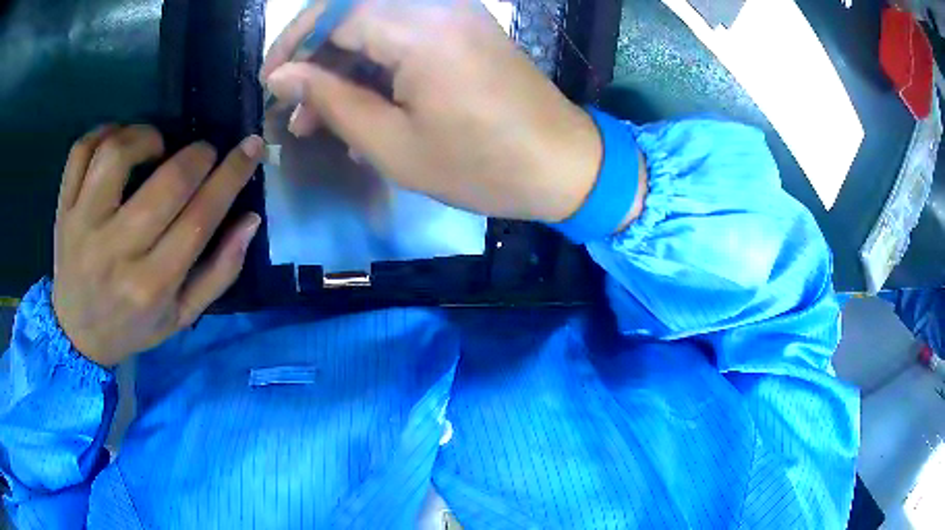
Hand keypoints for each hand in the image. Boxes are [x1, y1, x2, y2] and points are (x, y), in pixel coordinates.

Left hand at [53, 125, 264, 366]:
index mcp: (151, 286)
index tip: (250, 147)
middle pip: (165, 183)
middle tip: (203, 154)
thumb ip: (219, 272)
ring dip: (148, 136)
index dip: (231, 175)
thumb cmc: (132, 326)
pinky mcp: (63, 209)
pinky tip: (119, 141)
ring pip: (117, 154)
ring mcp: (82, 226)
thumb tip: (249, 219)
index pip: (199, 219)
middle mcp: (115, 253)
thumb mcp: (181, 316)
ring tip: (156, 147)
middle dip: (197, 155)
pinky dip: (105, 131)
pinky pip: (82, 151)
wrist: (77, 335)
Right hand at [261, 0, 602, 222]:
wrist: (563, 165)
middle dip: (314, 59)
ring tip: (317, 121)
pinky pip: (403, 37)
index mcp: (418, 28)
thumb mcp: (392, 144)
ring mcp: (454, 14)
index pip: (332, 13)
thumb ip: (330, 101)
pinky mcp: (464, 30)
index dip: (292, 45)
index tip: (270, 84)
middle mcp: (436, 6)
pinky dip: (374, 68)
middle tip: (294, 110)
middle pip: (351, 15)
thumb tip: (282, 77)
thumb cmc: (480, 165)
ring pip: (375, 27)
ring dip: (342, 68)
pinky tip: (359, 108)